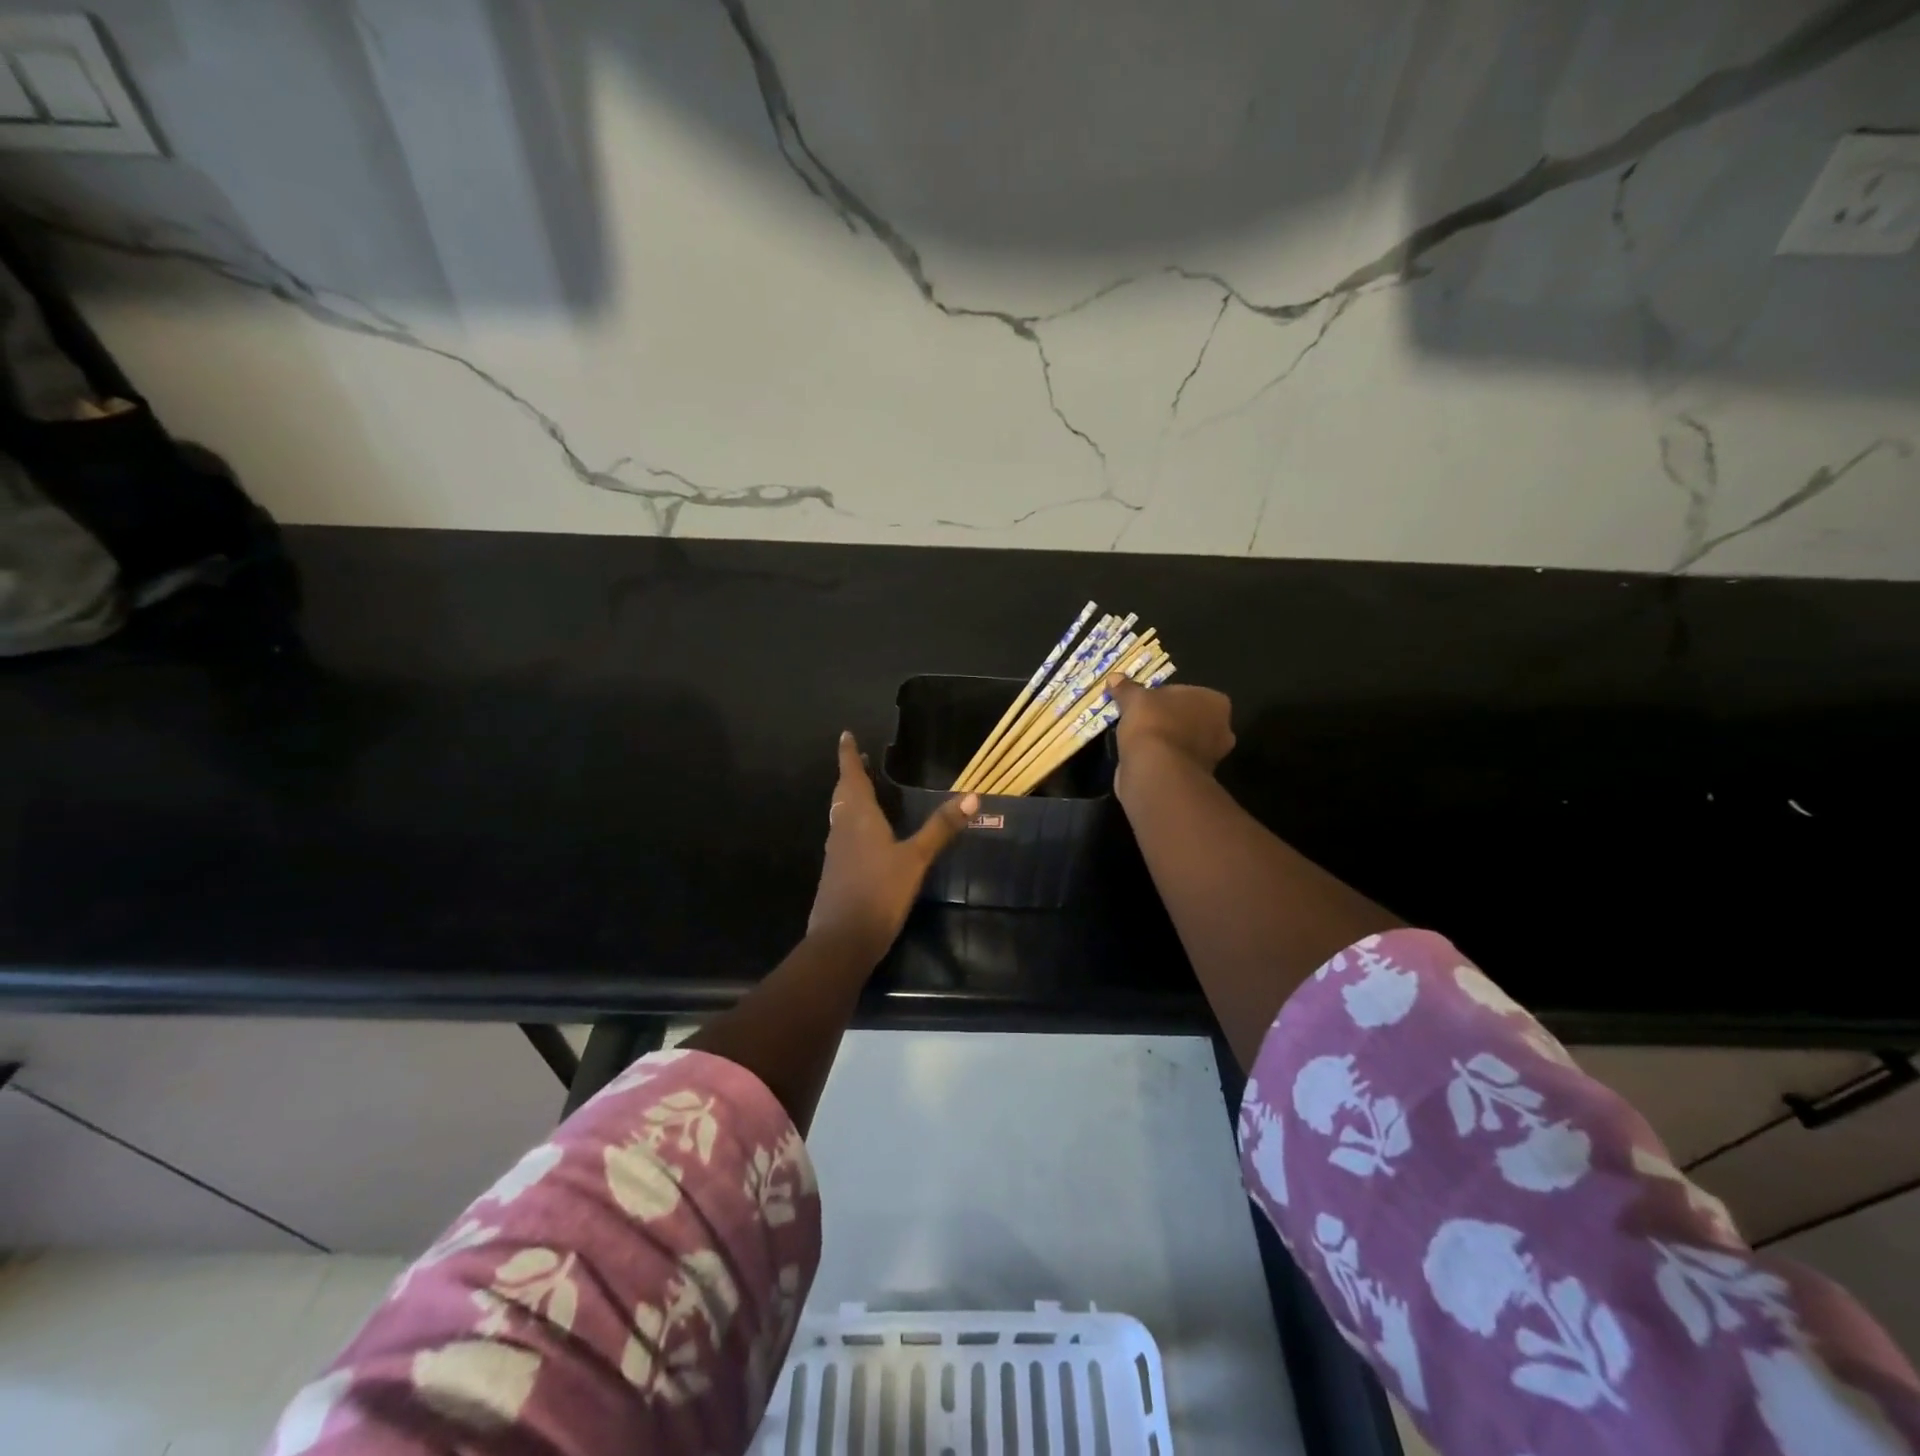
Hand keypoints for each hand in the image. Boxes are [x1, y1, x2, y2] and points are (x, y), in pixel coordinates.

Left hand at [807, 731, 977, 965]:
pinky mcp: (836, 873)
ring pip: (840, 815)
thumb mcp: (916, 859)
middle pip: (843, 794)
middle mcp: (842, 830)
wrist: (842, 940)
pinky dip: (851, 823)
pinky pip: (843, 835)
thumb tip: (972, 796)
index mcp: (859, 818)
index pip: (852, 777)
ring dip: (850, 798)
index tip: (845, 736)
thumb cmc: (879, 892)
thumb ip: (940, 828)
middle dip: (851, 775)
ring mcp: (836, 853)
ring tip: (863, 790)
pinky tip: (864, 836)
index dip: (849, 756)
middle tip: (860, 760)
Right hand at [1106, 676, 1235, 780]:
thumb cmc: (1153, 724)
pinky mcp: (1196, 778)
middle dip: (1168, 720)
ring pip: (1182, 742)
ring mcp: (1212, 757)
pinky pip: (1175, 762)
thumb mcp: (1134, 699)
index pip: (1187, 693)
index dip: (1162, 697)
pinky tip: (1143, 759)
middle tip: (1141, 721)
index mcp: (1216, 702)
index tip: (1143, 704)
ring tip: (1138, 742)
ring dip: (1165, 742)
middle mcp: (1222, 729)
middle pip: (1188, 718)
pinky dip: (1162, 760)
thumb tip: (1114, 677)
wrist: (1156, 772)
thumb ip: (1127, 688)